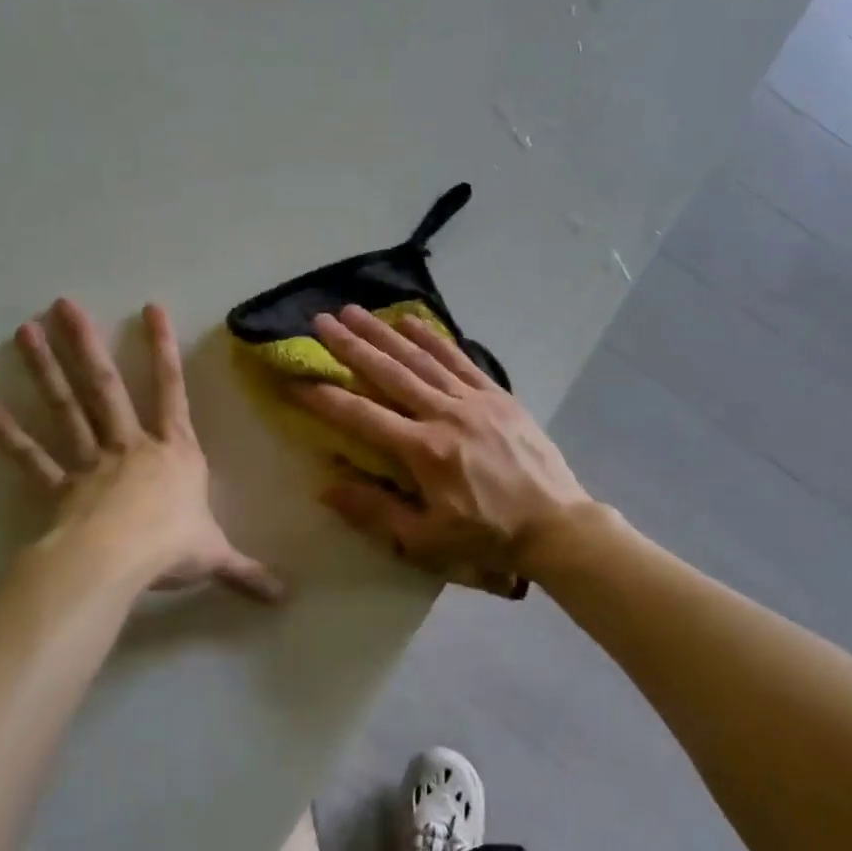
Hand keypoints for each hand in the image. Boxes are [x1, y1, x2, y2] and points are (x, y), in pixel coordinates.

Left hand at [0, 299, 283, 601]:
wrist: (117, 564)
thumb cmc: (171, 548)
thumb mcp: (216, 557)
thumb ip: (246, 572)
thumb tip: (284, 595)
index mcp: (174, 452)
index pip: (172, 390)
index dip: (163, 349)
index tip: (150, 308)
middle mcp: (130, 446)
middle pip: (106, 387)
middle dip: (85, 344)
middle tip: (61, 304)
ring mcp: (90, 462)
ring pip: (66, 409)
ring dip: (44, 370)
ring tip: (23, 332)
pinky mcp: (58, 488)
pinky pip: (31, 458)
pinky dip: (8, 434)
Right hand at [290, 305, 592, 590]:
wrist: (556, 525)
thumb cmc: (487, 538)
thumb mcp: (427, 539)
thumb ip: (375, 510)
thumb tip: (326, 486)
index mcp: (423, 451)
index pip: (362, 416)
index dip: (324, 398)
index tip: (295, 380)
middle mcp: (444, 414)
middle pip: (388, 373)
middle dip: (351, 346)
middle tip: (321, 322)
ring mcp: (474, 400)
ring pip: (420, 358)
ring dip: (384, 333)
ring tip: (354, 310)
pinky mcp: (497, 395)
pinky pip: (460, 359)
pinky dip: (434, 338)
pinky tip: (412, 321)